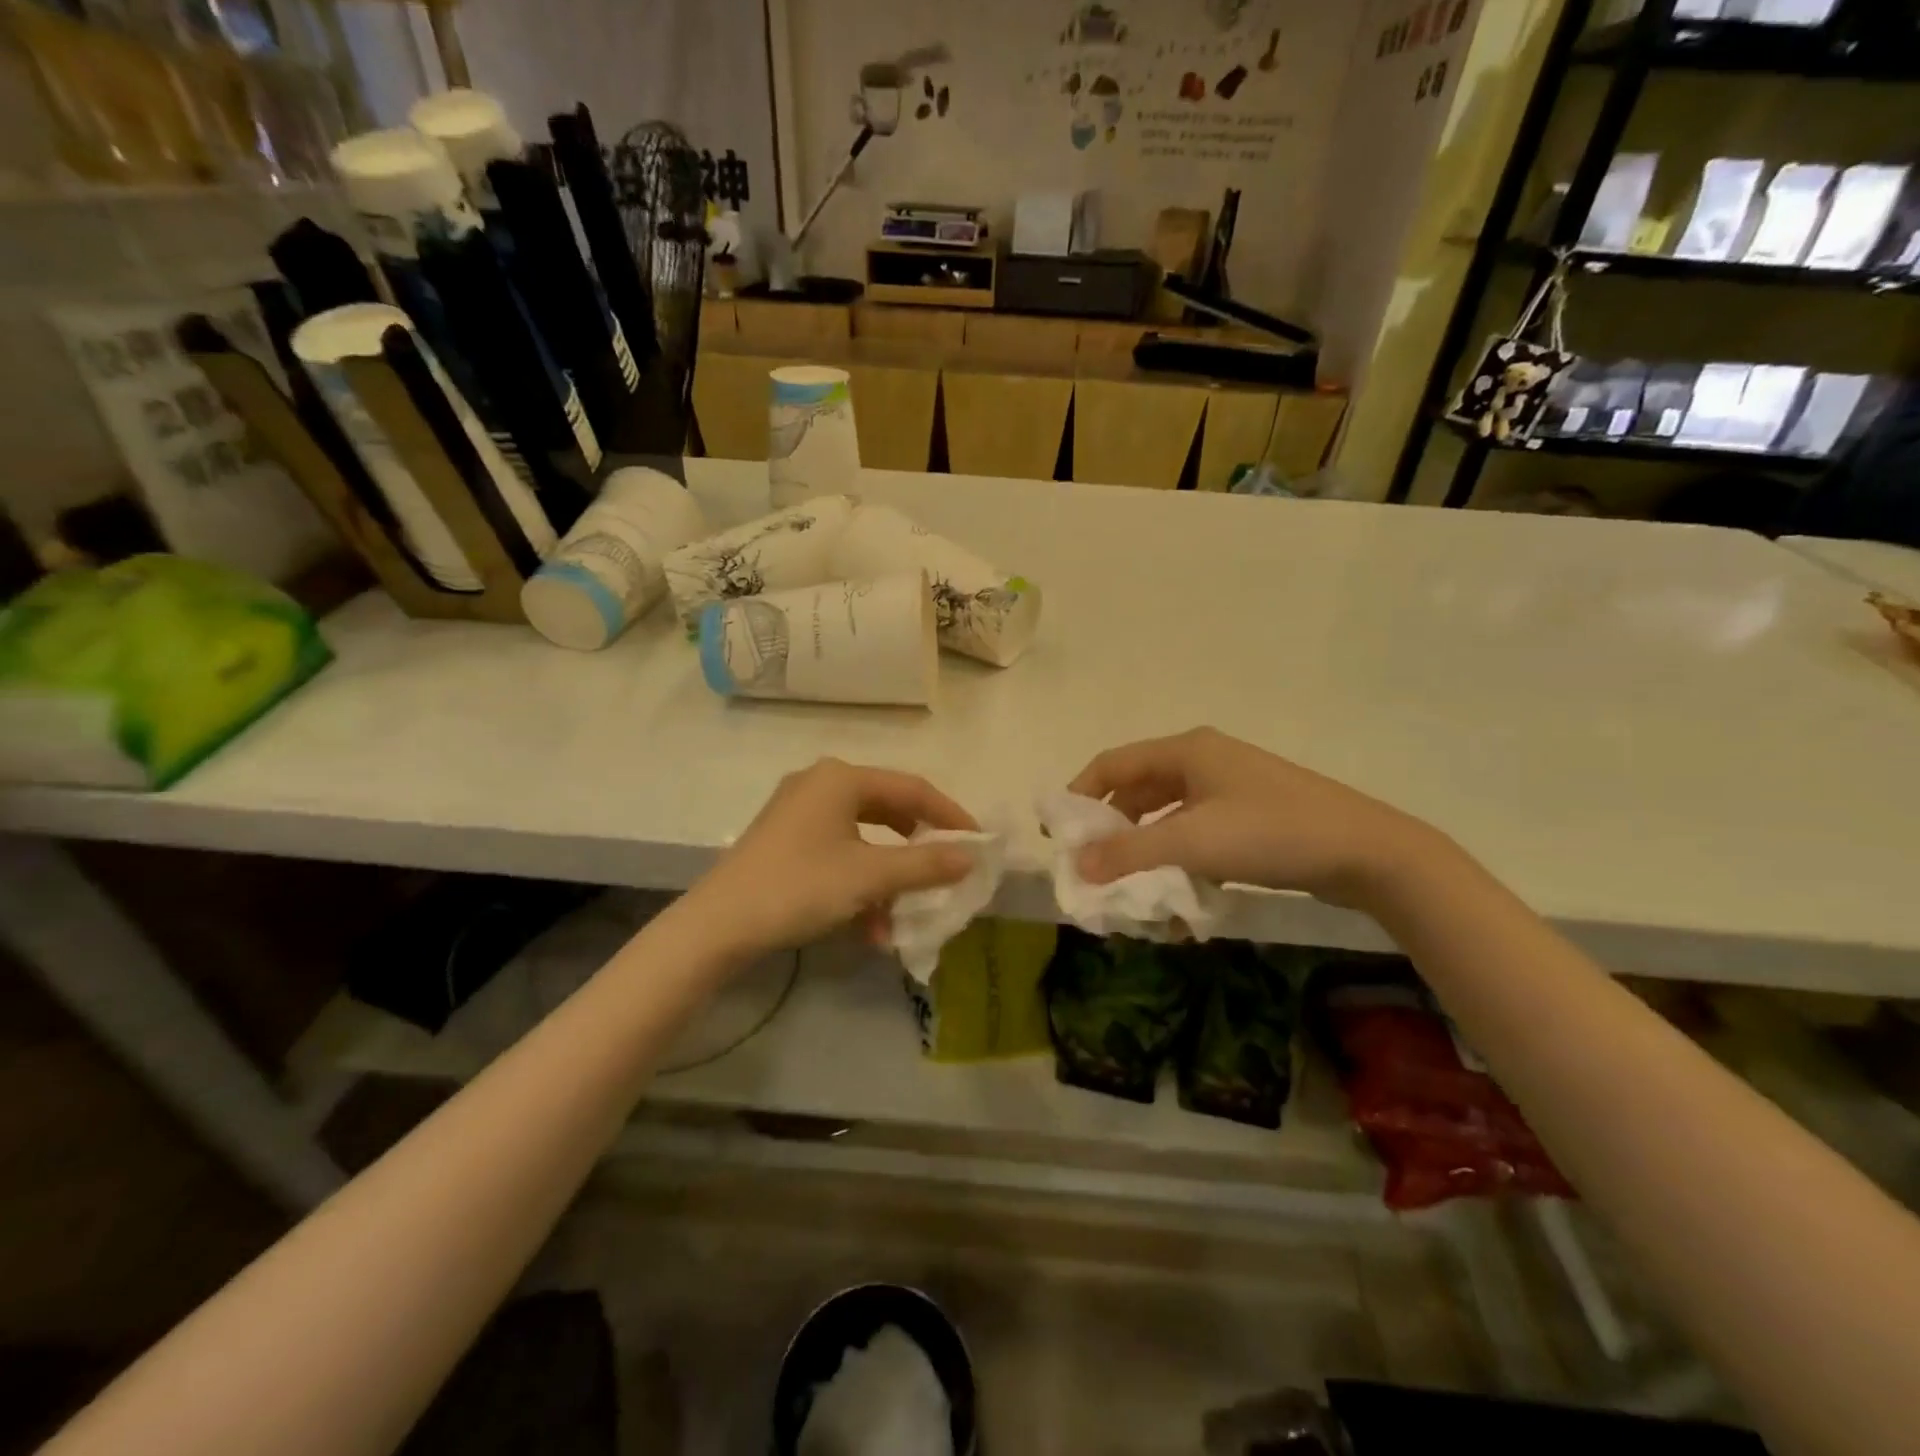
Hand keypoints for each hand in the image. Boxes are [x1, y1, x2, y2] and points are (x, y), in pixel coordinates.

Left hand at [677, 758, 977, 959]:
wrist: (717, 926)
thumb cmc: (799, 887)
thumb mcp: (870, 876)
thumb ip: (925, 864)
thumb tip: (970, 857)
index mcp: (842, 778)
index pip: (913, 788)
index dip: (950, 816)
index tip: (978, 843)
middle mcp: (820, 784)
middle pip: (889, 810)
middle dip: (917, 848)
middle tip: (945, 871)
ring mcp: (799, 812)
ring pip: (864, 838)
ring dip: (888, 877)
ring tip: (902, 915)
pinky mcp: (785, 840)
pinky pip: (839, 853)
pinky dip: (859, 883)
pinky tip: (868, 927)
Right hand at [1067, 728, 1446, 909]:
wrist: (1368, 852)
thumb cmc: (1272, 833)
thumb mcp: (1193, 842)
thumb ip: (1129, 852)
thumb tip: (1075, 865)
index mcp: (1186, 751)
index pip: (1112, 764)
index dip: (1079, 795)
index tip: (1057, 834)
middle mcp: (1204, 760)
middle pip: (1138, 788)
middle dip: (1111, 827)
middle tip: (1092, 864)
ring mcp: (1230, 787)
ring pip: (1167, 813)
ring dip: (1145, 845)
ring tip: (1130, 882)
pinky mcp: (1250, 814)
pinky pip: (1196, 830)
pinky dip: (1178, 854)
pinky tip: (1178, 889)